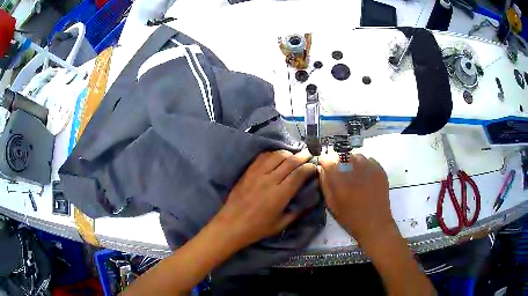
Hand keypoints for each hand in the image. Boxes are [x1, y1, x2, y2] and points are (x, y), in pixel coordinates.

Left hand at [212, 149, 316, 249]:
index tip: (314, 166)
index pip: (299, 174)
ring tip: (293, 155)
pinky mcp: (248, 172)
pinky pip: (262, 157)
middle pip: (290, 161)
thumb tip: (310, 199)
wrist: (231, 224)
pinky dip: (273, 154)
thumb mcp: (281, 224)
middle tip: (309, 154)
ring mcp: (257, 174)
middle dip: (302, 156)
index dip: (309, 168)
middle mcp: (270, 180)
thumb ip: (297, 211)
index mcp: (280, 194)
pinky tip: (277, 157)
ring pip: (276, 155)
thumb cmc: (258, 228)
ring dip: (288, 153)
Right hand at [318, 152, 394, 248]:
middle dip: (338, 161)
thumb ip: (325, 184)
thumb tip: (322, 169)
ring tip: (353, 175)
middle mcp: (354, 167)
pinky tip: (365, 177)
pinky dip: (364, 165)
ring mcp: (369, 166)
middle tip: (340, 173)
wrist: (375, 223)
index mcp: (339, 177)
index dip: (324, 161)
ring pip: (356, 156)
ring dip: (352, 162)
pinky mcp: (379, 169)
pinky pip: (368, 160)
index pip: (327, 158)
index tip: (324, 167)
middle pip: (342, 154)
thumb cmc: (350, 217)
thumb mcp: (331, 204)